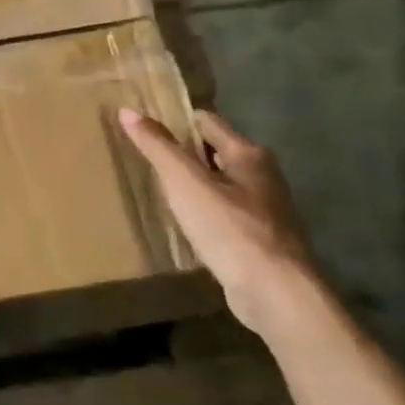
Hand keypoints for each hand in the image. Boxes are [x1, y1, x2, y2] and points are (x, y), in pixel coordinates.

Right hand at [119, 107, 323, 341]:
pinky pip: (226, 214)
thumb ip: (157, 146)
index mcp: (248, 154)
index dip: (175, 120)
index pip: (206, 121)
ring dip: (194, 184)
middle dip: (183, 153)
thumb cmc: (230, 229)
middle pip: (215, 152)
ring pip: (221, 184)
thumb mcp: (185, 182)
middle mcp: (263, 176)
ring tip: (159, 189)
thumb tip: (127, 110)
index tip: (144, 127)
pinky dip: (205, 212)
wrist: (276, 294)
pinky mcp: (262, 241)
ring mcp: (266, 210)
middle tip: (145, 158)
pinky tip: (184, 224)